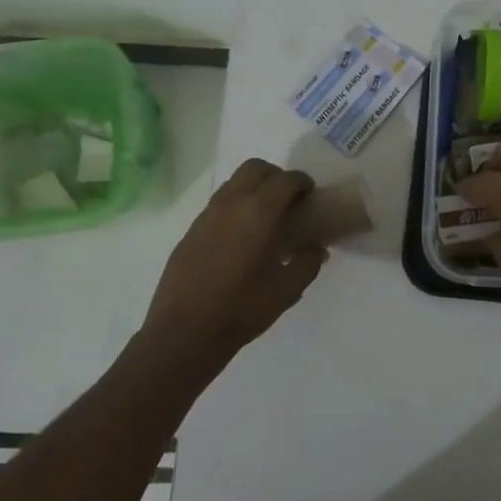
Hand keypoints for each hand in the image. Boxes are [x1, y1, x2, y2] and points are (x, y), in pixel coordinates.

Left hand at [141, 159, 325, 368]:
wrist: (184, 332)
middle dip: (276, 176)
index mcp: (258, 213)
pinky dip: (236, 205)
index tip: (311, 195)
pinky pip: (218, 203)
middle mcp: (231, 204)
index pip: (285, 180)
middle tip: (289, 200)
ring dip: (254, 188)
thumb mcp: (287, 290)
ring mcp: (206, 215)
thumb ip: (307, 263)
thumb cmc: (242, 309)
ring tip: (266, 216)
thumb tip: (316, 249)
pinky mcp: (191, 231)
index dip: (302, 182)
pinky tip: (242, 236)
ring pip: (234, 182)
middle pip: (255, 168)